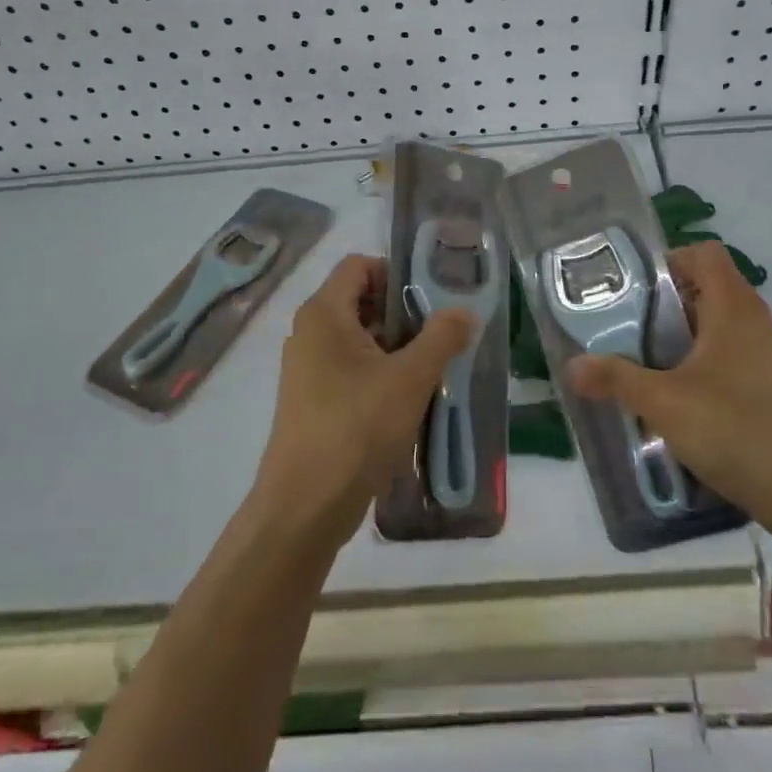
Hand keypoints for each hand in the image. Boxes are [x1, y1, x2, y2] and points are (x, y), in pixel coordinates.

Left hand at [253, 254, 473, 548]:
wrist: (306, 505)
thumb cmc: (357, 428)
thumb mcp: (411, 378)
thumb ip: (442, 337)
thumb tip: (464, 312)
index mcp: (324, 314)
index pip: (359, 266)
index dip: (397, 272)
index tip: (433, 296)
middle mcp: (309, 333)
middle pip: (361, 301)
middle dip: (404, 313)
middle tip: (442, 333)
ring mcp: (308, 370)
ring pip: (359, 339)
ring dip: (397, 347)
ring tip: (434, 367)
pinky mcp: (313, 401)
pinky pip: (351, 370)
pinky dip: (381, 373)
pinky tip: (410, 399)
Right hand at [567, 242, 771, 518]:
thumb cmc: (735, 428)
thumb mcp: (663, 402)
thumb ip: (616, 379)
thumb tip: (572, 366)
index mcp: (732, 306)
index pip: (703, 253)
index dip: (667, 261)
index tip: (631, 290)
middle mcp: (751, 320)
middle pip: (703, 288)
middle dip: (660, 304)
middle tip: (621, 327)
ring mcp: (762, 353)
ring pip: (711, 325)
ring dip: (675, 338)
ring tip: (638, 363)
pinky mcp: (765, 384)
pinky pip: (723, 355)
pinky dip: (695, 363)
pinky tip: (671, 396)